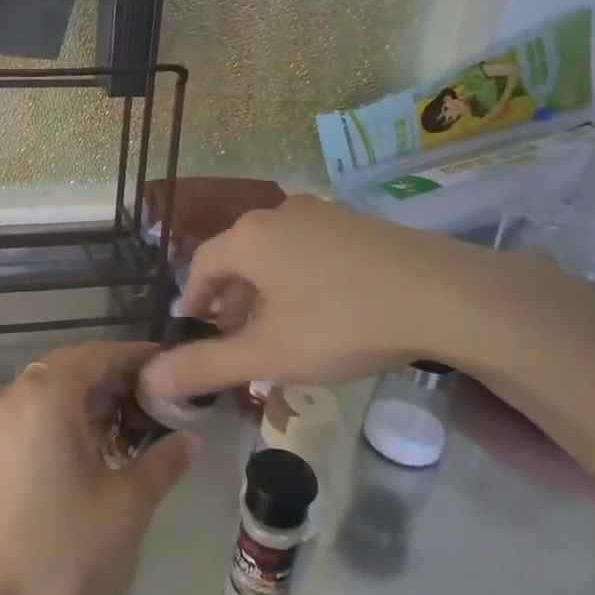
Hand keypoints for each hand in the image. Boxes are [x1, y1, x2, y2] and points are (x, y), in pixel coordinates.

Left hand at [0, 341, 196, 594]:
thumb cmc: (64, 550)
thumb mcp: (126, 504)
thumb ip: (162, 462)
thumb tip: (190, 439)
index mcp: (45, 396)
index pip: (96, 355)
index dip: (134, 357)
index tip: (167, 365)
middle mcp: (11, 397)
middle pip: (69, 369)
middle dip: (112, 379)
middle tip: (154, 399)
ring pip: (47, 392)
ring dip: (86, 400)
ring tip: (128, 425)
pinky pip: (28, 415)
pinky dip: (60, 418)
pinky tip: (89, 448)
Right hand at [141, 196, 517, 399]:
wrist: (445, 295)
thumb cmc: (340, 322)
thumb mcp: (268, 354)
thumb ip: (205, 366)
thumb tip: (149, 379)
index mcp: (249, 237)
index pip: (201, 264)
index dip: (192, 300)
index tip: (192, 331)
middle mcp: (279, 215)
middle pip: (238, 258)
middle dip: (229, 301)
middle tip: (232, 339)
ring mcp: (323, 215)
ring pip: (275, 255)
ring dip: (264, 293)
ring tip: (275, 332)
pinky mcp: (358, 225)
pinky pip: (309, 251)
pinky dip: (298, 281)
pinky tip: (320, 313)